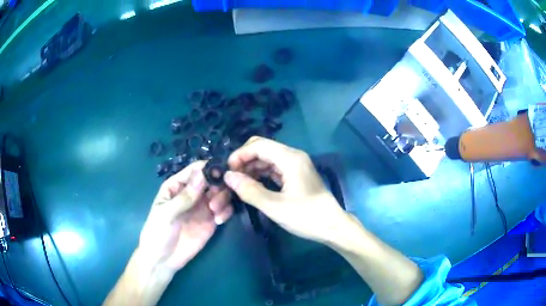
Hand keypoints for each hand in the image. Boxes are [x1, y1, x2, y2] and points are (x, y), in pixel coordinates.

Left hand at [138, 161, 232, 272]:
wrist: (163, 260)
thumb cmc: (158, 233)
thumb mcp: (166, 214)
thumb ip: (184, 197)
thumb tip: (202, 176)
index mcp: (177, 186)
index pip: (195, 170)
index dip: (209, 168)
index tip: (221, 173)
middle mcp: (192, 193)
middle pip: (212, 180)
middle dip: (218, 185)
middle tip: (216, 199)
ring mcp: (202, 207)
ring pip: (220, 193)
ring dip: (223, 199)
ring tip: (215, 213)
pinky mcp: (211, 221)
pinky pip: (224, 210)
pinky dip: (226, 211)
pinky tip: (219, 221)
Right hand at [223, 137, 349, 243]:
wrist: (332, 227)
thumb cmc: (306, 217)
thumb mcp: (275, 206)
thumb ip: (249, 190)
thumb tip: (228, 177)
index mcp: (290, 158)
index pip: (259, 145)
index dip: (240, 154)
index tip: (227, 170)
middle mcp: (293, 156)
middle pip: (263, 148)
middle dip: (245, 159)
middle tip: (232, 177)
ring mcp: (296, 165)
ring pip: (268, 158)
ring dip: (252, 167)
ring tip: (239, 183)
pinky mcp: (296, 175)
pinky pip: (274, 168)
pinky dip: (261, 174)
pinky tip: (253, 184)